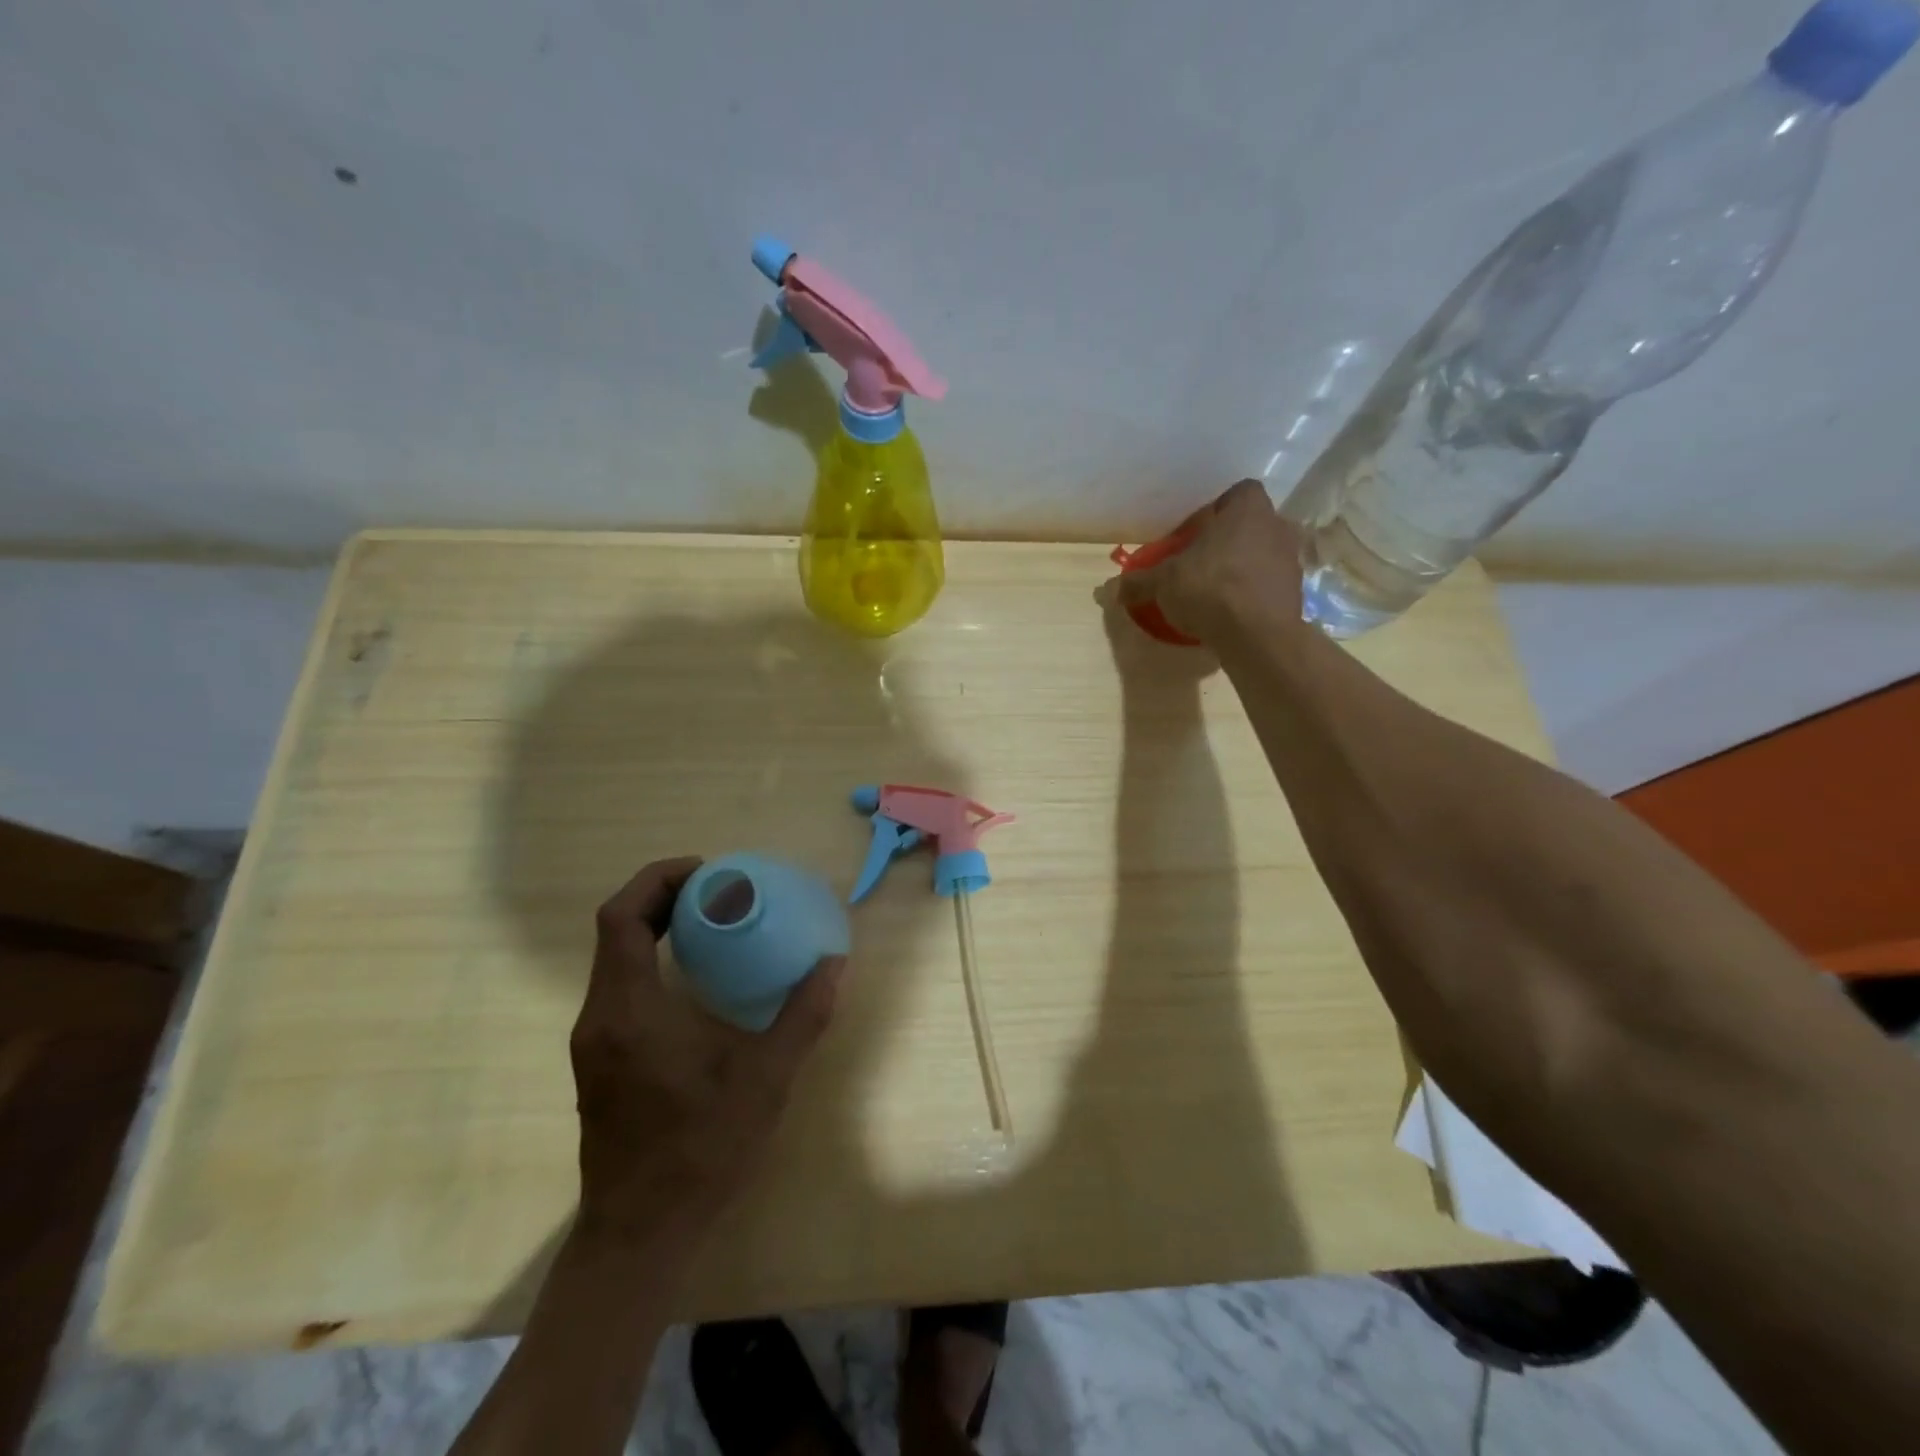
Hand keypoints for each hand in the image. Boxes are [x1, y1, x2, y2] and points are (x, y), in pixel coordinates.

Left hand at [570, 858, 846, 1243]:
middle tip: (717, 888)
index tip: (707, 870)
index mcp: (629, 1011)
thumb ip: (803, 1016)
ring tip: (711, 921)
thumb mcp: (765, 1080)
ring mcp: (594, 1041)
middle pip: (616, 930)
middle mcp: (599, 1017)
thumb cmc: (700, 1152)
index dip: (658, 880)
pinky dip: (651, 959)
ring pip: (614, 959)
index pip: (621, 918)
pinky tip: (695, 978)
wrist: (638, 1236)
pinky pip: (619, 985)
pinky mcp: (600, 1060)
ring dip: (655, 927)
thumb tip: (834, 963)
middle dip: (661, 896)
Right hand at [1110, 480, 1306, 643]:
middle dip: (1227, 540)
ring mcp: (1291, 561)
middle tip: (1200, 561)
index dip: (1217, 509)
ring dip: (1241, 567)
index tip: (1196, 531)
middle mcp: (1276, 526)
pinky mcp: (1295, 593)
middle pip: (1249, 525)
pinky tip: (1230, 612)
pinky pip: (1268, 585)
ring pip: (1261, 555)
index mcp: (1247, 510)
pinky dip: (1252, 593)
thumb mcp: (1163, 583)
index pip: (1238, 492)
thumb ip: (1141, 581)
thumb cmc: (1210, 588)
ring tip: (1214, 590)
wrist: (1257, 635)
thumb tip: (1116, 588)